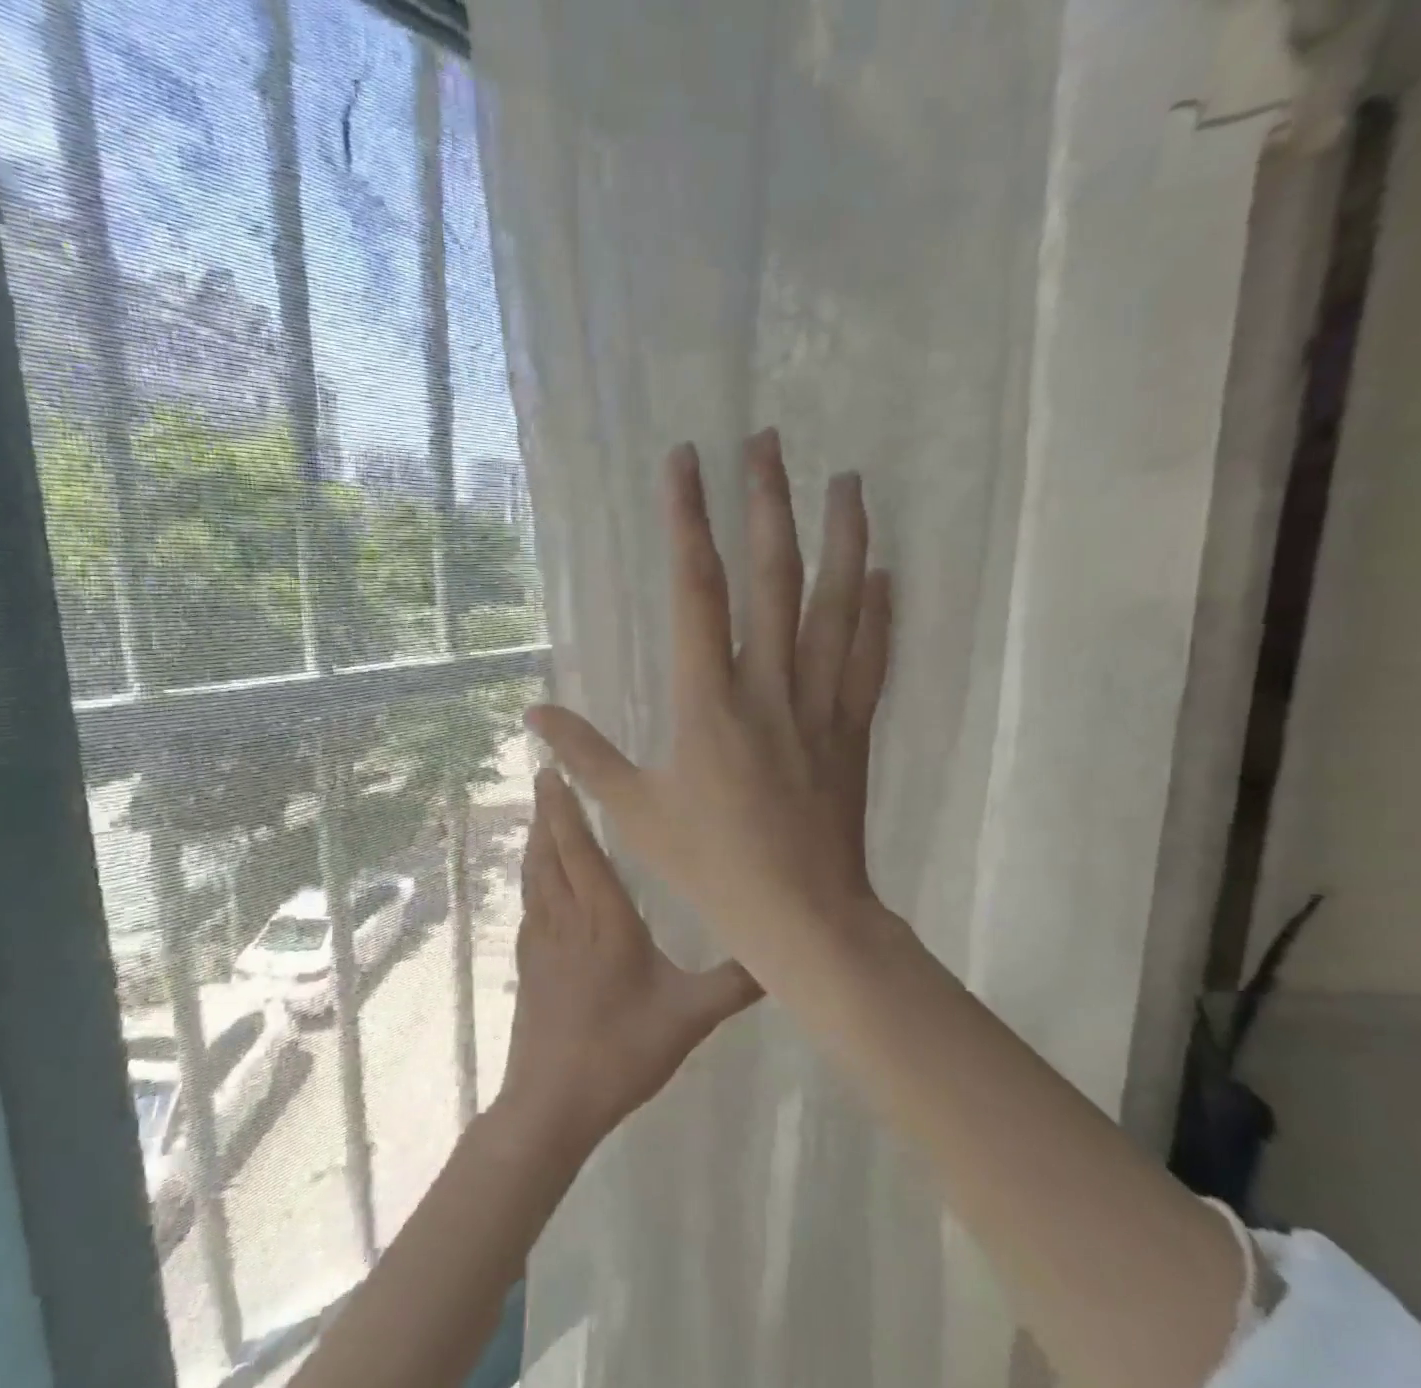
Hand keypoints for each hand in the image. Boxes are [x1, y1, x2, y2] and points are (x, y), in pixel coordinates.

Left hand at [497, 768, 761, 1151]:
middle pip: (550, 852)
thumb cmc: (622, 1051)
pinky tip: (537, 879)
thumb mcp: (688, 1016)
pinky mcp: (527, 963)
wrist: (552, 1102)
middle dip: (547, 812)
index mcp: (604, 920)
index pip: (580, 849)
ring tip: (539, 813)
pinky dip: (531, 876)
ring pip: (535, 875)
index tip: (554, 772)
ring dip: (536, 840)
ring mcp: (540, 940)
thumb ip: (734, 983)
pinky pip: (528, 902)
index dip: (566, 809)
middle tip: (544, 776)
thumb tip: (780, 954)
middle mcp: (567, 919)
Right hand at [525, 429, 890, 985]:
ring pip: (837, 604)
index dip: (688, 520)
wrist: (800, 913)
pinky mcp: (852, 725)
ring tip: (849, 480)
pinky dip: (879, 609)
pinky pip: (870, 656)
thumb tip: (535, 712)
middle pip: (774, 576)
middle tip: (769, 440)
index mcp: (707, 700)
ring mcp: (819, 702)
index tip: (687, 462)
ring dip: (842, 537)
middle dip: (768, 502)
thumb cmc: (709, 864)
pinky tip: (886, 570)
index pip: (696, 590)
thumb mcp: (633, 812)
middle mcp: (768, 685)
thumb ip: (585, 756)